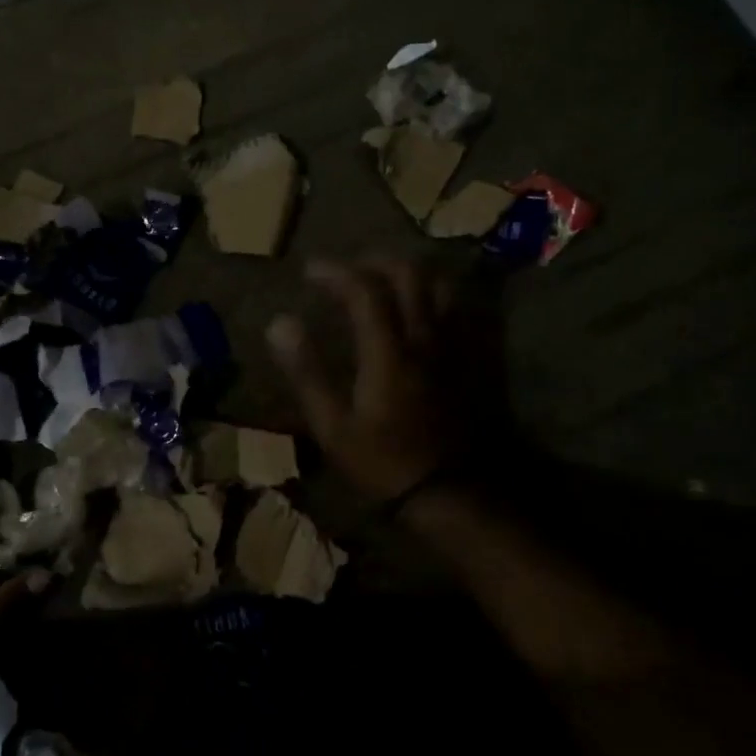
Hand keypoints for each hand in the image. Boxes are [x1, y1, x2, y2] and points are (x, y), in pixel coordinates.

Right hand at [266, 257, 470, 504]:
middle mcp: (425, 336)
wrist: (453, 493)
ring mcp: (456, 346)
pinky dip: (440, 297)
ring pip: (441, 286)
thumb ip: (307, 370)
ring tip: (388, 283)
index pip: (363, 289)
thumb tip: (279, 323)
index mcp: (388, 350)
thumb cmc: (385, 462)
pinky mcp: (476, 360)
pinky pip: (464, 311)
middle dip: (375, 261)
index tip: (310, 271)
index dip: (335, 271)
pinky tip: (426, 309)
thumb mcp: (333, 426)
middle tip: (350, 271)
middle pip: (408, 274)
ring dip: (411, 274)